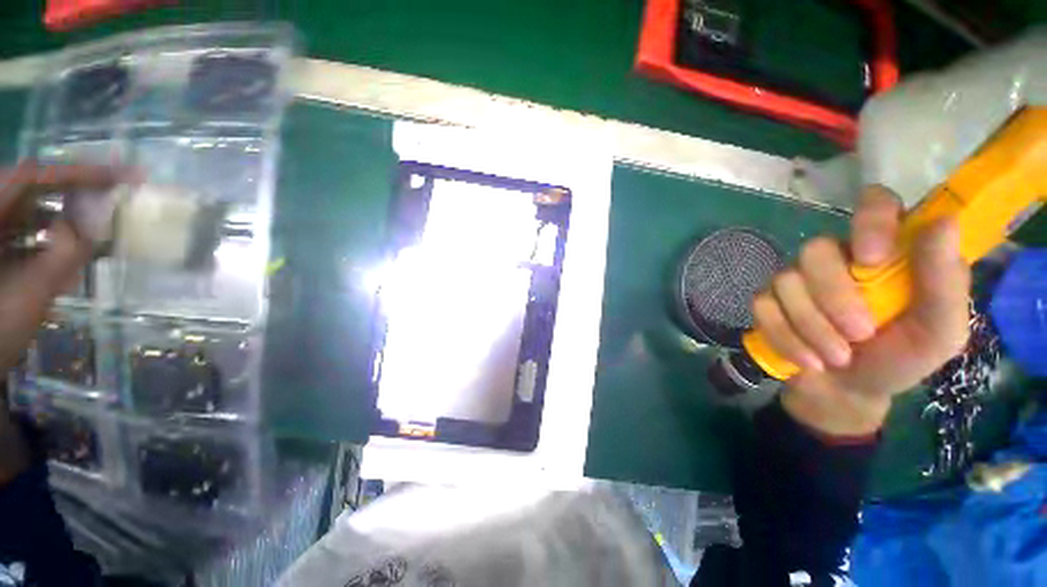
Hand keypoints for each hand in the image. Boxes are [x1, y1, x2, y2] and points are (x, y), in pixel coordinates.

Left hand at [0, 163, 123, 374]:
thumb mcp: (31, 294)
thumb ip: (62, 253)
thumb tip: (91, 224)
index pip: (32, 176)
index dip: (78, 171)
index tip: (124, 176)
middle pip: (30, 186)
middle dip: (73, 188)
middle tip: (116, 192)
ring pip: (28, 206)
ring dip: (63, 210)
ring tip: (98, 220)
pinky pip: (23, 227)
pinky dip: (49, 230)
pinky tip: (69, 243)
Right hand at [753, 186, 969, 435]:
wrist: (848, 390)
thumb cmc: (900, 358)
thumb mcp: (939, 332)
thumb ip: (944, 283)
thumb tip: (943, 222)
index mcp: (884, 252)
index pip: (874, 205)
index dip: (869, 221)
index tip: (871, 259)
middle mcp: (836, 258)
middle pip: (815, 250)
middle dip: (834, 298)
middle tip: (859, 335)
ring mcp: (795, 279)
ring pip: (786, 282)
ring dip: (812, 327)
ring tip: (836, 357)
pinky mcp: (766, 301)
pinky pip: (763, 308)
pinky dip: (786, 338)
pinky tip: (809, 360)